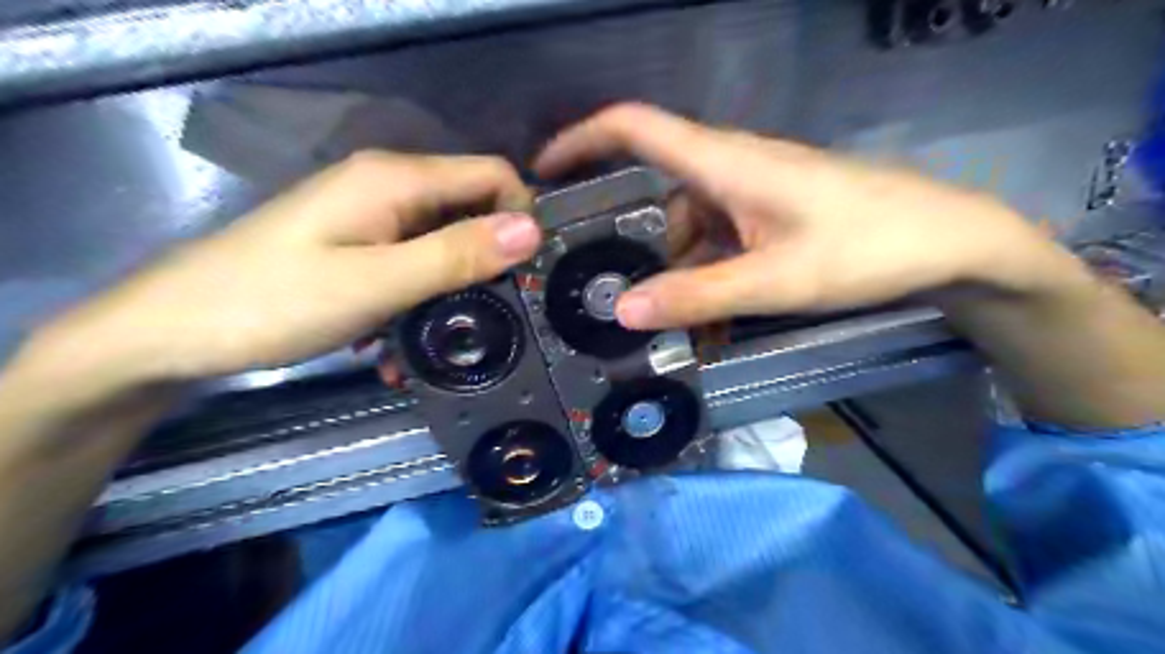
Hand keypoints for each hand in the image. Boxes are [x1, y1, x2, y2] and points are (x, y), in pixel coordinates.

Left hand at [31, 151, 542, 392]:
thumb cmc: (273, 302)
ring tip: (439, 341)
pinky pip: (410, 263)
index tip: (531, 272)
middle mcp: (389, 186)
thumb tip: (532, 230)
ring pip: (442, 243)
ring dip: (450, 290)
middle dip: (488, 262)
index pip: (493, 175)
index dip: (522, 216)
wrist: (173, 331)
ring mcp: (370, 217)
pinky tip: (397, 342)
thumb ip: (456, 254)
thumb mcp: (377, 283)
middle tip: (494, 317)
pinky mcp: (356, 244)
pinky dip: (418, 298)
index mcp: (396, 179)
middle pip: (471, 210)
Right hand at [531, 106, 1061, 329]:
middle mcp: (728, 171)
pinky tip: (703, 322)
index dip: (581, 139)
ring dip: (668, 271)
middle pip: (653, 191)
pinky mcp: (766, 218)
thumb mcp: (774, 280)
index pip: (634, 127)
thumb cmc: (867, 247)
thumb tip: (622, 311)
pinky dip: (701, 278)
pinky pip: (716, 244)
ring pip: (685, 227)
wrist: (949, 242)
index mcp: (724, 163)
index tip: (540, 172)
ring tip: (654, 322)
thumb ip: (696, 296)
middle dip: (622, 236)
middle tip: (593, 283)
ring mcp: (748, 196)